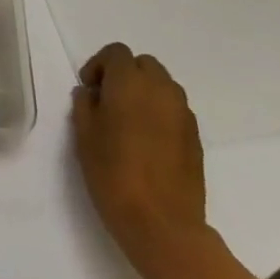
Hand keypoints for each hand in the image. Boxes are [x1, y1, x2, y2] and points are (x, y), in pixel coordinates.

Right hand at [71, 43, 209, 276]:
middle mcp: (161, 90)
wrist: (162, 224)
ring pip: (163, 86)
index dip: (99, 65)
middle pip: (144, 64)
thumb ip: (85, 105)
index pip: (117, 53)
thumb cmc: (113, 173)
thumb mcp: (84, 135)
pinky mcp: (196, 138)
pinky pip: (175, 110)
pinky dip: (160, 113)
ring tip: (128, 120)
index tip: (89, 89)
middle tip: (108, 100)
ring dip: (145, 92)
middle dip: (125, 74)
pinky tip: (147, 141)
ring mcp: (183, 114)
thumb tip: (91, 93)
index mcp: (130, 83)